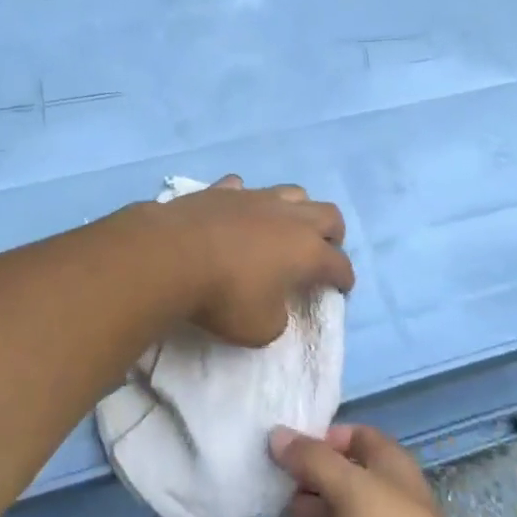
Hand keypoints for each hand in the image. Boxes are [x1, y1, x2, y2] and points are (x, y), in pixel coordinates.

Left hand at [129, 175, 351, 347]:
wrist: (172, 255)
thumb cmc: (224, 295)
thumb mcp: (260, 328)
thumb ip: (277, 317)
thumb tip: (275, 304)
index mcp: (306, 251)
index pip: (339, 264)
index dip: (344, 278)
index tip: (342, 288)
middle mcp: (288, 217)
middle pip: (328, 214)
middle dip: (332, 234)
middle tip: (323, 251)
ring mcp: (255, 197)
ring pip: (291, 192)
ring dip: (296, 210)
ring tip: (285, 228)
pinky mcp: (222, 190)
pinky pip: (243, 189)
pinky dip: (246, 201)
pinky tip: (237, 212)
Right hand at [271, 423, 478, 516]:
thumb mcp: (350, 486)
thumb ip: (312, 459)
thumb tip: (276, 434)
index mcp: (389, 467)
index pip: (356, 437)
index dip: (325, 436)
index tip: (287, 441)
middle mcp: (382, 499)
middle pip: (341, 477)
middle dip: (309, 473)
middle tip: (269, 471)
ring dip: (308, 508)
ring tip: (271, 502)